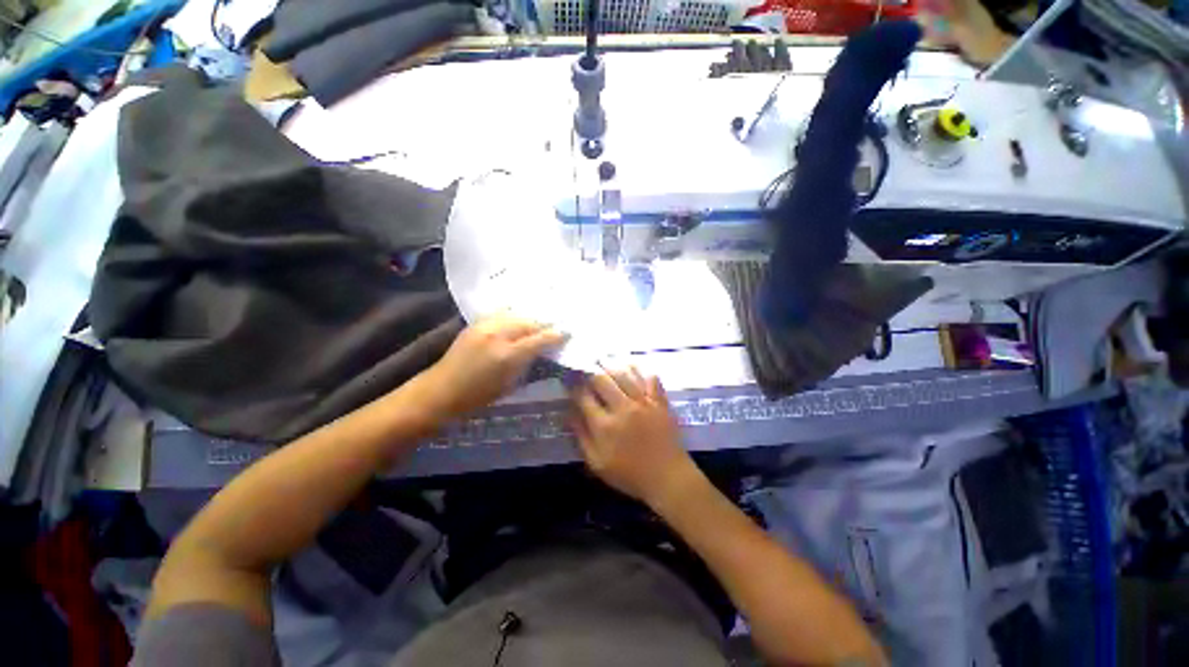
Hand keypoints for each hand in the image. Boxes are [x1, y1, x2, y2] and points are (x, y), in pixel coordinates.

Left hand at [419, 313, 563, 418]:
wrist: (441, 390)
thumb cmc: (478, 396)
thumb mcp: (510, 385)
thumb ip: (528, 364)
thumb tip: (543, 351)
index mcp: (508, 355)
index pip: (540, 339)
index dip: (556, 335)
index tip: (567, 333)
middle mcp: (498, 335)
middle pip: (529, 322)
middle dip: (544, 324)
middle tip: (554, 327)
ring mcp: (484, 326)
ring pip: (515, 314)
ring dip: (529, 318)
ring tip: (539, 321)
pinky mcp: (475, 323)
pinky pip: (500, 313)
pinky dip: (513, 315)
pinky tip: (518, 318)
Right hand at [569, 368, 698, 508]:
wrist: (668, 478)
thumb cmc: (630, 474)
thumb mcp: (597, 463)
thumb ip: (581, 436)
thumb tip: (568, 412)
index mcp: (605, 425)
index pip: (584, 396)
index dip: (574, 385)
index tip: (570, 379)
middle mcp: (623, 408)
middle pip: (602, 379)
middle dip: (590, 369)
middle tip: (585, 364)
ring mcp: (644, 402)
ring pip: (625, 374)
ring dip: (611, 364)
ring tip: (603, 358)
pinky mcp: (660, 401)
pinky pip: (650, 378)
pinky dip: (639, 369)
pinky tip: (631, 365)